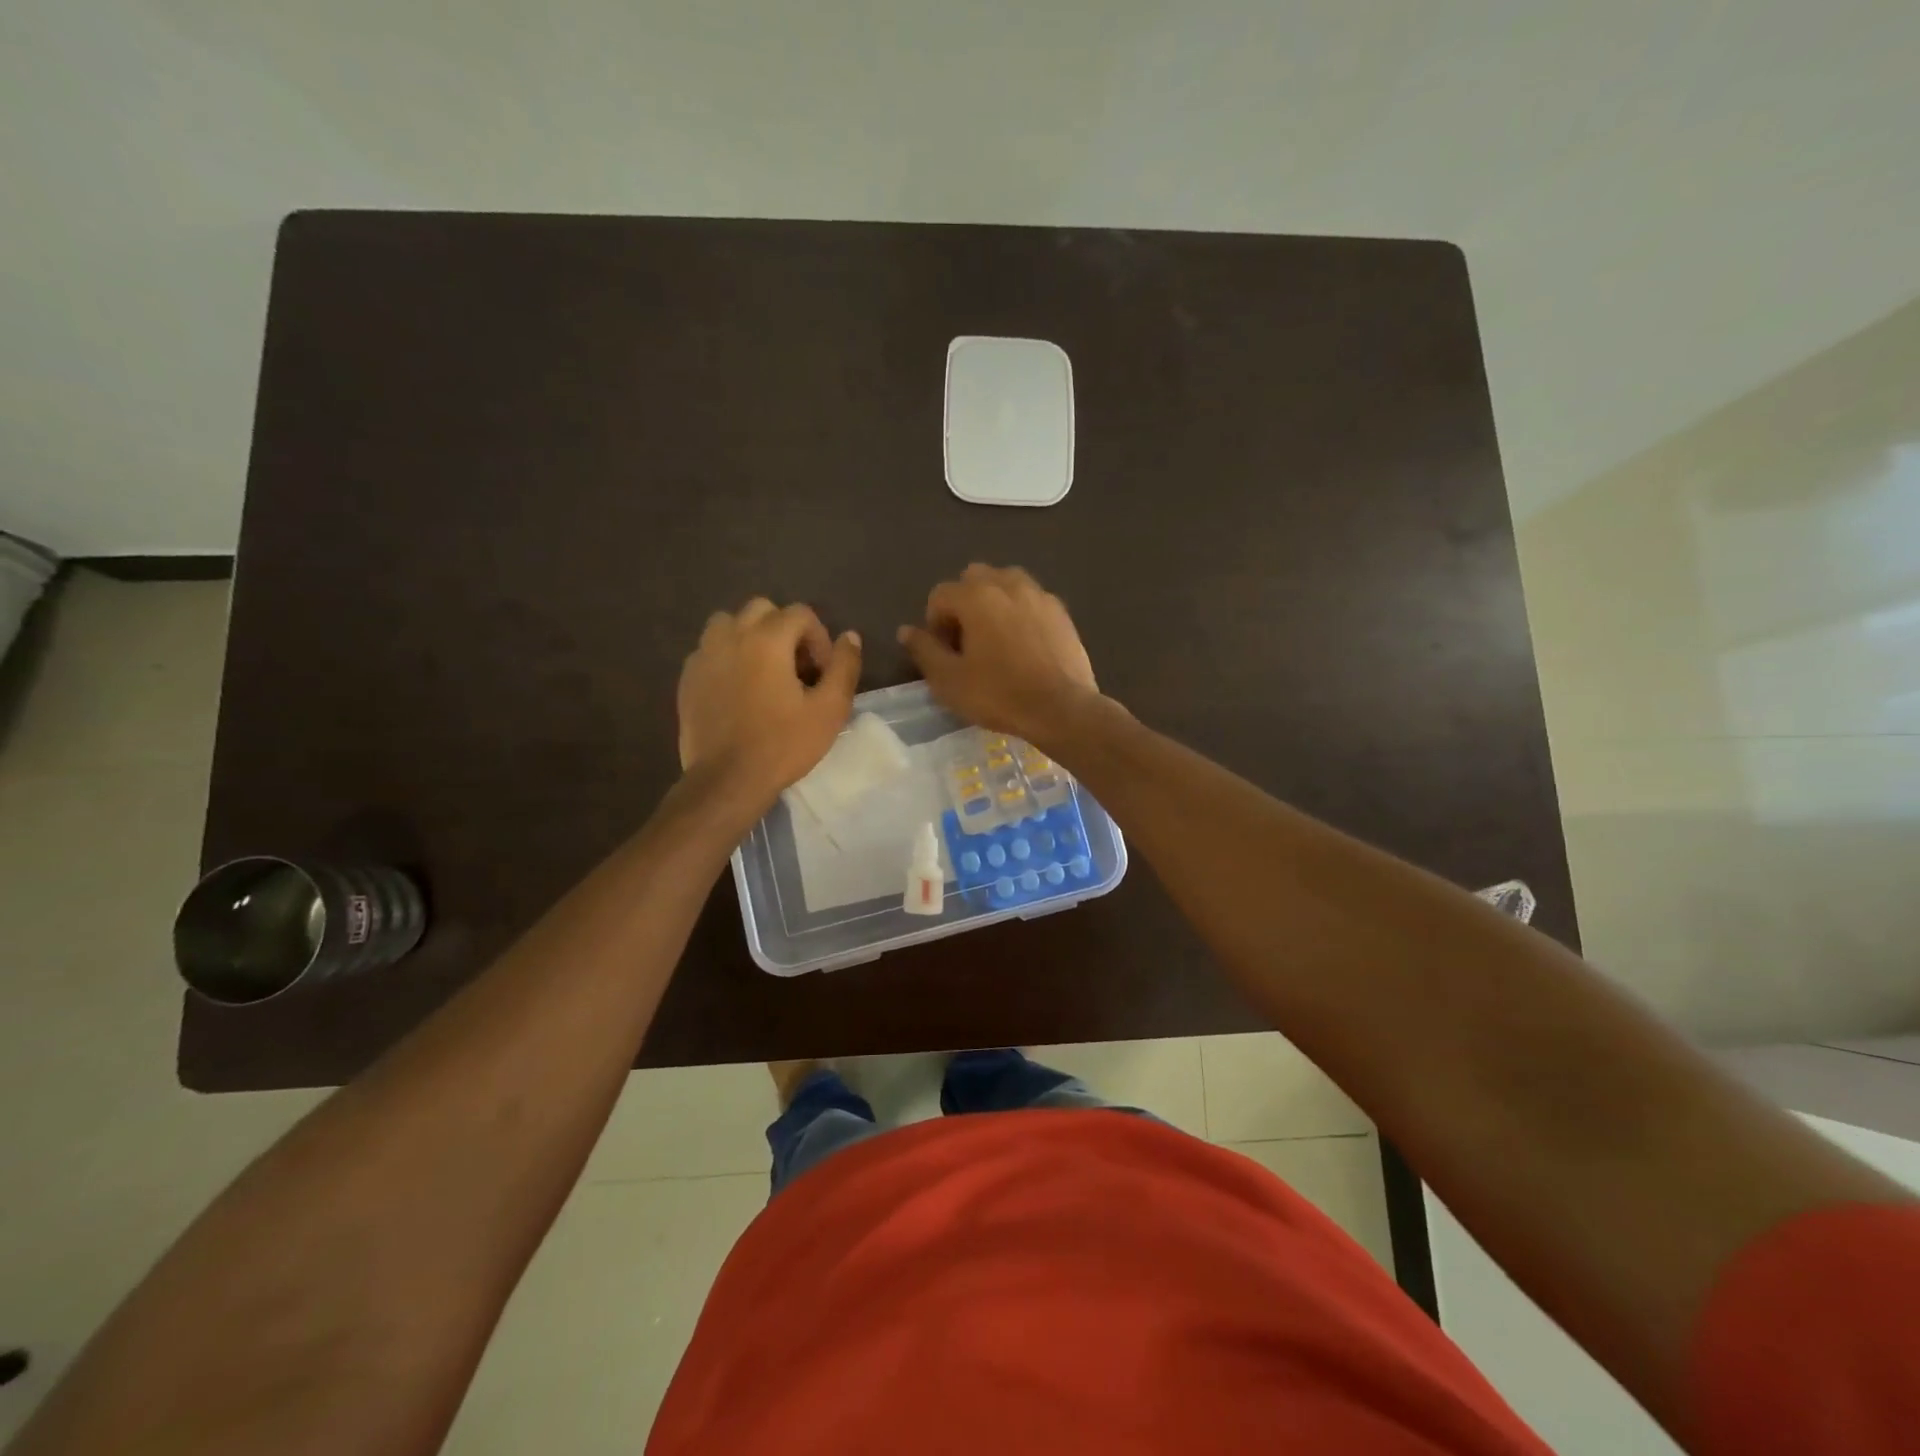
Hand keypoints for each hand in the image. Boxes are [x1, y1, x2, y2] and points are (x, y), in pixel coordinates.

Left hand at [678, 598, 861, 809]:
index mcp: (767, 639)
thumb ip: (844, 667)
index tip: (822, 673)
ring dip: (751, 637)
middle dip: (785, 631)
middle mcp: (731, 636)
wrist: (727, 780)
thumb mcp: (830, 709)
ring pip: (729, 623)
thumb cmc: (783, 744)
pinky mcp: (687, 678)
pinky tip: (738, 690)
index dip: (819, 639)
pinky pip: (709, 650)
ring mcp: (704, 655)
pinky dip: (727, 657)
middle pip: (762, 610)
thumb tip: (850, 637)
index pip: (800, 613)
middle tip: (796, 668)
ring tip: (763, 671)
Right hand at [897, 565, 1099, 742]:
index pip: (940, 594)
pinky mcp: (1061, 612)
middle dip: (964, 603)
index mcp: (976, 596)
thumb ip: (924, 650)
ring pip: (1006, 583)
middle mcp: (1008, 584)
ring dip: (994, 602)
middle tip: (967, 641)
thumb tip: (906, 630)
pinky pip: (1032, 600)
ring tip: (995, 638)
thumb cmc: (998, 694)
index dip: (934, 623)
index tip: (944, 653)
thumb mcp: (949, 680)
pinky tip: (1023, 645)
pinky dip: (1020, 612)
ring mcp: (1039, 595)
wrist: (1061, 708)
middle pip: (974, 578)